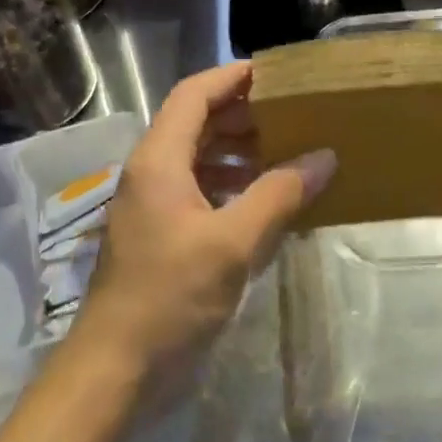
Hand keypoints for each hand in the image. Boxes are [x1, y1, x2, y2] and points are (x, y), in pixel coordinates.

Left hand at [68, 62, 336, 400]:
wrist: (117, 367)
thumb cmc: (170, 296)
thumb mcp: (232, 243)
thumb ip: (278, 195)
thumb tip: (324, 157)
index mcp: (159, 160)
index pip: (193, 95)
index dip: (232, 77)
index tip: (275, 74)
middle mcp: (151, 173)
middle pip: (195, 123)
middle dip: (242, 115)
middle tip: (291, 115)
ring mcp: (153, 205)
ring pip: (197, 158)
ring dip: (237, 151)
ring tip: (284, 154)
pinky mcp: (161, 235)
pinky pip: (198, 191)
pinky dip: (230, 186)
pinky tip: (263, 201)